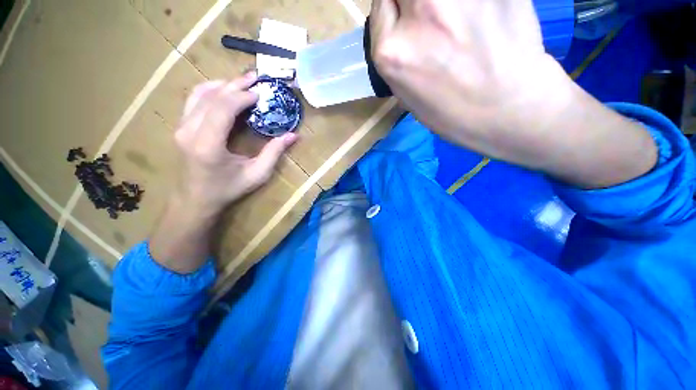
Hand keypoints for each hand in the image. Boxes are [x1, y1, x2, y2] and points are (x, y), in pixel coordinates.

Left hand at [173, 73, 297, 213]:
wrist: (195, 200)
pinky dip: (210, 91)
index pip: (222, 109)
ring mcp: (181, 128)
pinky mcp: (180, 127)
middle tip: (255, 77)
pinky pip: (193, 101)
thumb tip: (293, 135)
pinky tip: (224, 90)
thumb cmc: (228, 190)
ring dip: (222, 85)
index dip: (242, 96)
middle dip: (235, 85)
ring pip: (199, 94)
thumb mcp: (257, 175)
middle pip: (211, 97)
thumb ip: (274, 153)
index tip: (260, 93)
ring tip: (242, 82)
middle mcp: (189, 132)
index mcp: (208, 145)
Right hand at [369, 0, 655, 187]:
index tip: (402, 21)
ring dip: (432, 4)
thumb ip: (396, 53)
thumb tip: (392, 22)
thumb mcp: (408, 97)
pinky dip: (458, 3)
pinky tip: (469, 22)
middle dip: (406, 4)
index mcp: (396, 55)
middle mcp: (423, 18)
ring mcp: (461, 1)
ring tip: (448, 30)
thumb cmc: (457, 119)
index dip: (390, 11)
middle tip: (424, 23)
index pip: (380, 6)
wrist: (515, 119)